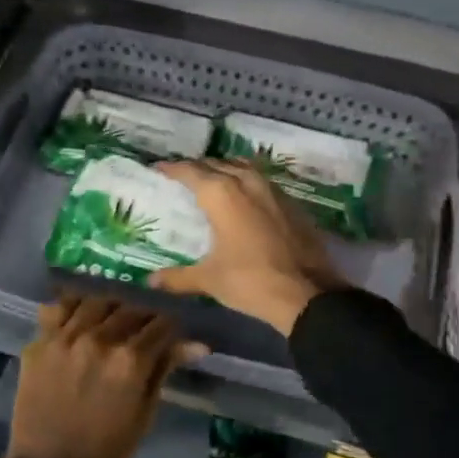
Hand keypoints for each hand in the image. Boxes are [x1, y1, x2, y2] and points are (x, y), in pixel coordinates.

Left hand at [0, 295, 202, 457]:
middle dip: (144, 317)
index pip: (161, 325)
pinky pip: (58, 308)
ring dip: (112, 307)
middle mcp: (99, 338)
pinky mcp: (40, 342)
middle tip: (143, 331)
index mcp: (130, 360)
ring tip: (113, 320)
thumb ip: (164, 370)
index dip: (171, 329)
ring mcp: (65, 337)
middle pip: (131, 309)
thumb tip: (197, 344)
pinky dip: (74, 307)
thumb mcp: (145, 414)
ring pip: (96, 301)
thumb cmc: (105, 451)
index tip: (170, 336)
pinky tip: (81, 317)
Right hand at [150, 160, 346, 336]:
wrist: (307, 293)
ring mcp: (273, 191)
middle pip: (218, 164)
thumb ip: (178, 277)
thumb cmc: (250, 281)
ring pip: (243, 168)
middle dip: (198, 167)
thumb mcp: (209, 280)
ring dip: (226, 169)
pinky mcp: (292, 203)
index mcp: (221, 195)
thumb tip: (151, 281)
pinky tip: (244, 198)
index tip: (158, 167)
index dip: (172, 168)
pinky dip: (247, 183)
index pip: (191, 171)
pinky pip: (262, 182)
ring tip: (213, 180)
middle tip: (183, 175)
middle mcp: (247, 183)